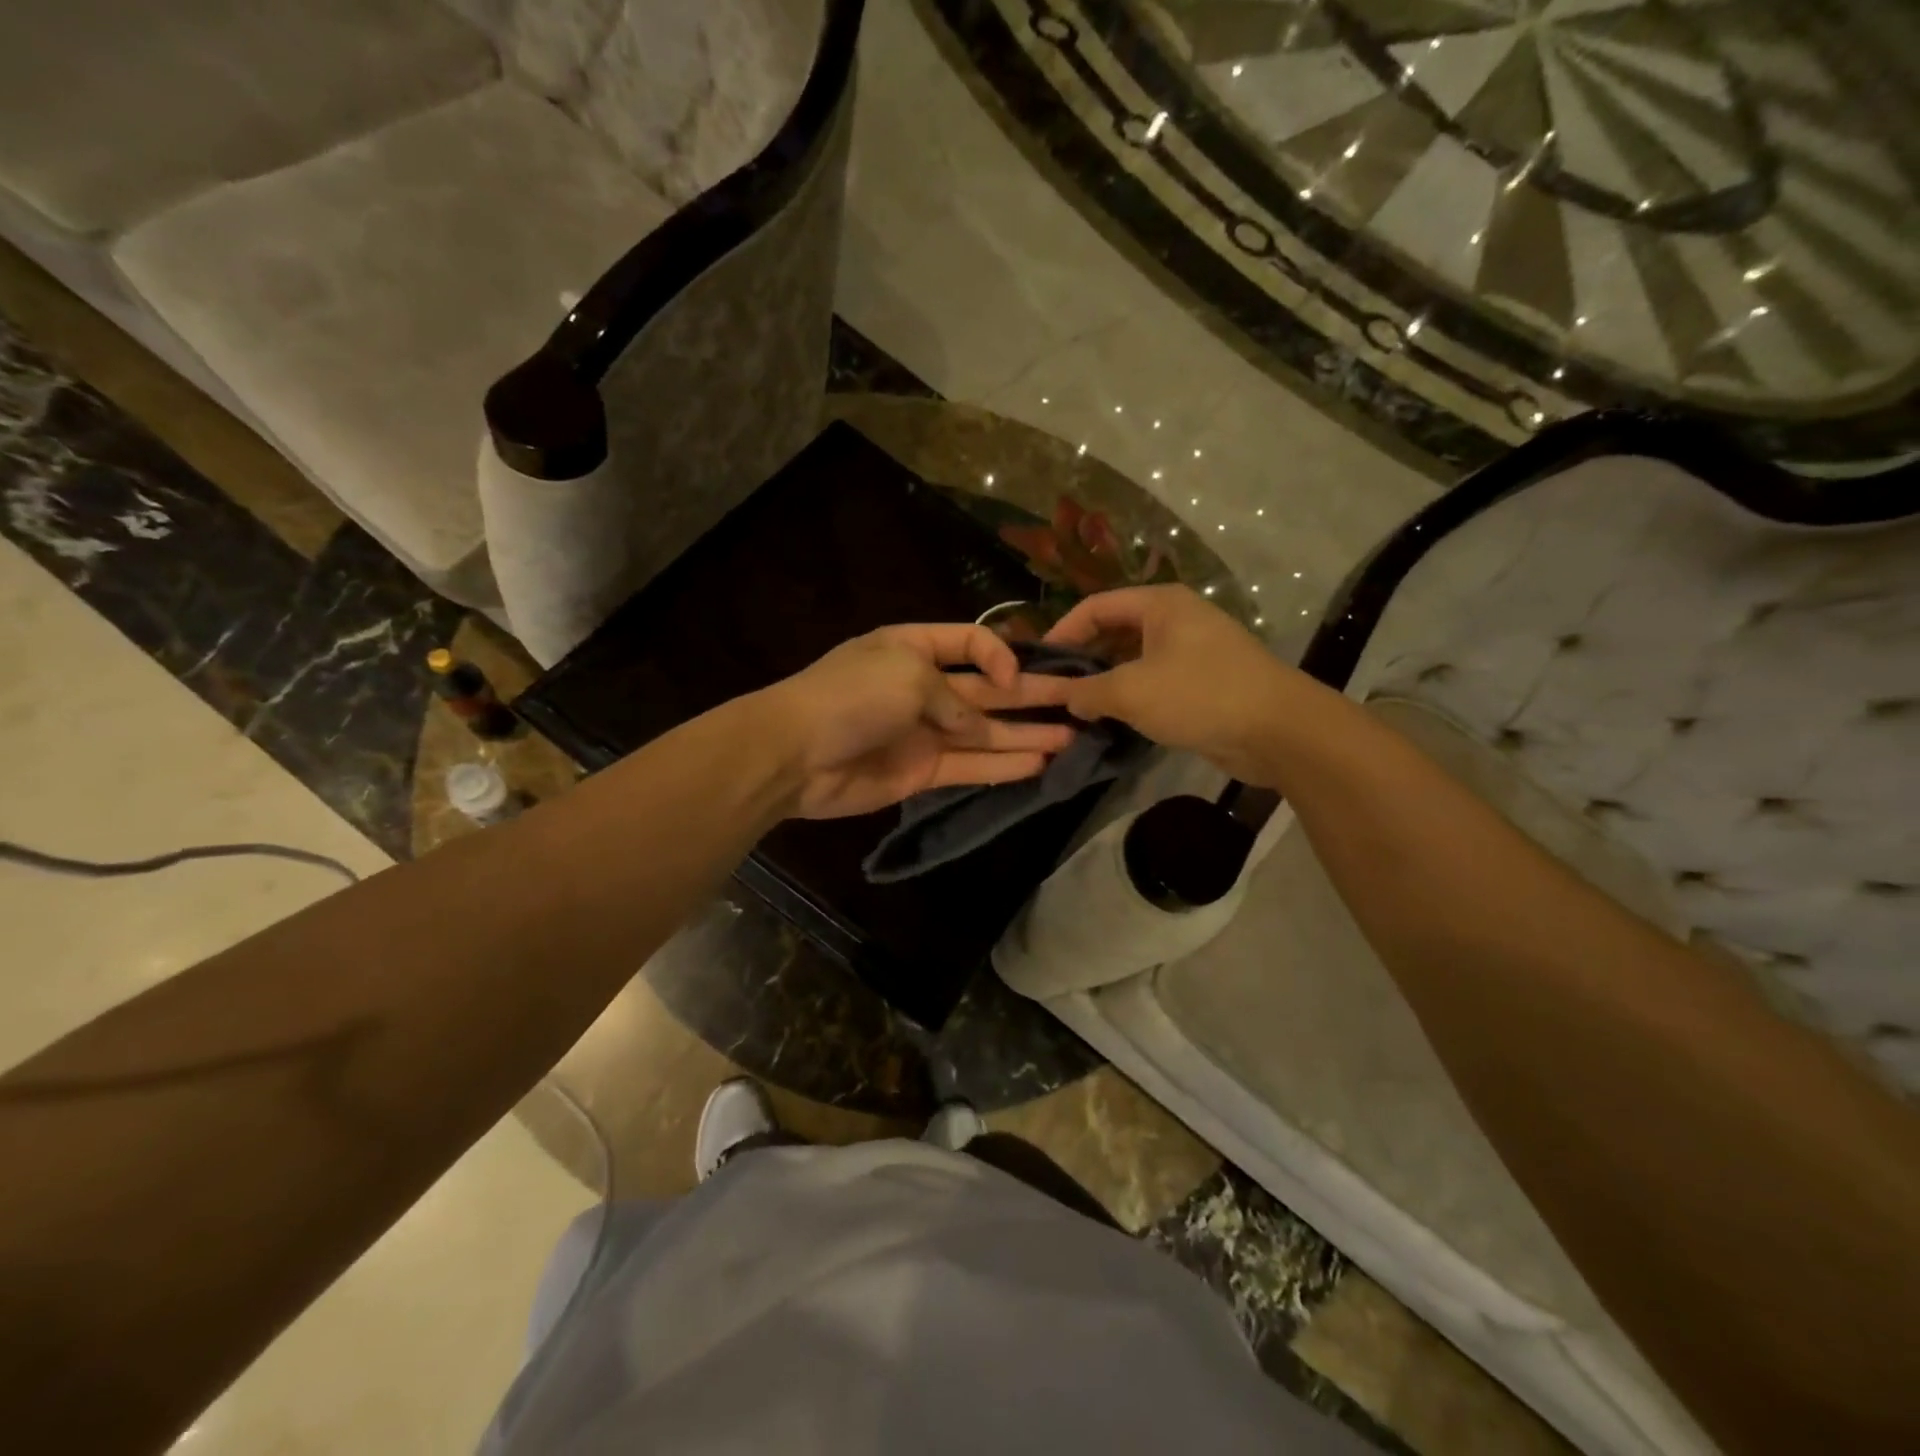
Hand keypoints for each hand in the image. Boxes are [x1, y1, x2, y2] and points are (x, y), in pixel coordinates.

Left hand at [756, 623, 1076, 819]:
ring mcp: (924, 731)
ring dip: (1028, 733)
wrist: (795, 754)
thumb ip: (956, 699)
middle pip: (988, 690)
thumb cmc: (852, 696)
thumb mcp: (910, 675)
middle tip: (1082, 700)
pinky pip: (971, 765)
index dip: (1001, 656)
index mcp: (914, 648)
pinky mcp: (922, 771)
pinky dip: (1004, 766)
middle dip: (1033, 695)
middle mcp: (924, 687)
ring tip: (1075, 736)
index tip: (1016, 677)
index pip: (971, 643)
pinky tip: (1041, 764)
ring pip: (987, 731)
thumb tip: (979, 726)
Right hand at [1043, 584, 1316, 784]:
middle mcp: (1176, 619)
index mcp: (1159, 604)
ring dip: (1105, 682)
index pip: (1095, 606)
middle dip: (1083, 659)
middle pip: (1114, 631)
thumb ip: (1088, 691)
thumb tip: (1065, 697)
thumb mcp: (1131, 691)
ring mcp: (1192, 651)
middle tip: (1053, 690)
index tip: (1038, 663)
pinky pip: (1154, 682)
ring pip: (1134, 660)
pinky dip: (1131, 697)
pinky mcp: (1203, 683)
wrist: (1278, 730)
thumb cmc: (1199, 695)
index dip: (1062, 631)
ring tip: (1076, 709)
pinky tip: (1111, 720)